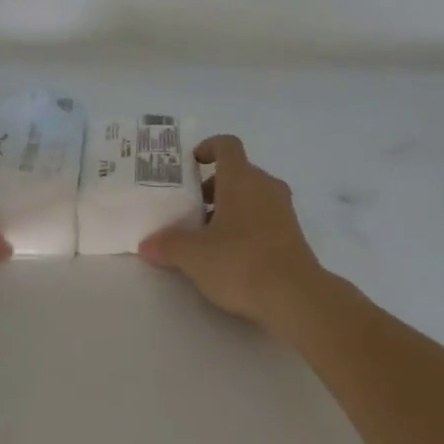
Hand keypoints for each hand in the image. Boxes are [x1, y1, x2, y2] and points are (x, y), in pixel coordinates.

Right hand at [139, 135, 330, 328]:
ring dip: (228, 209)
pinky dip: (245, 227)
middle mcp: (265, 186)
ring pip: (251, 197)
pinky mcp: (293, 235)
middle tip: (188, 210)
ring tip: (205, 237)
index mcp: (242, 179)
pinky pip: (264, 219)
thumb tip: (147, 243)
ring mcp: (283, 211)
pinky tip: (229, 256)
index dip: (208, 148)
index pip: (227, 145)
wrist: (296, 297)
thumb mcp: (193, 256)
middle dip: (211, 187)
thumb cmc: (241, 262)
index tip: (190, 164)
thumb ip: (167, 245)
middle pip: (237, 173)